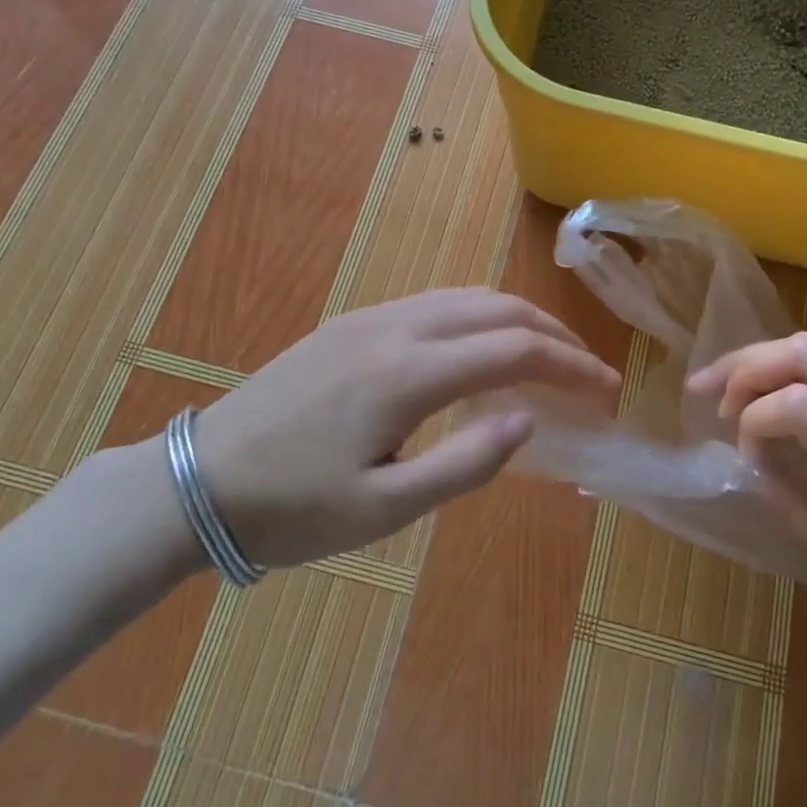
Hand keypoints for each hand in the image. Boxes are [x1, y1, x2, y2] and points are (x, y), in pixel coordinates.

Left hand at [186, 289, 621, 567]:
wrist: (199, 480)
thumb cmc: (292, 509)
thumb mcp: (384, 508)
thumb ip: (465, 462)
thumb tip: (528, 418)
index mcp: (409, 373)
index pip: (515, 350)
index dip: (571, 366)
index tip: (608, 390)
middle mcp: (396, 328)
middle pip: (497, 309)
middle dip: (553, 334)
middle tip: (588, 371)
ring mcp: (370, 318)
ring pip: (465, 297)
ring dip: (516, 319)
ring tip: (547, 355)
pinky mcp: (351, 323)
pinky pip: (433, 303)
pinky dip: (477, 316)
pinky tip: (482, 347)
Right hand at [689, 332, 806, 632]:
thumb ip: (801, 510)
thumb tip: (754, 469)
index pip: (801, 405)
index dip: (754, 419)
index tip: (747, 457)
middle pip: (805, 354)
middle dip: (744, 367)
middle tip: (706, 394)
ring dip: (759, 360)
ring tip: (722, 387)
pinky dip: (786, 370)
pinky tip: (764, 392)